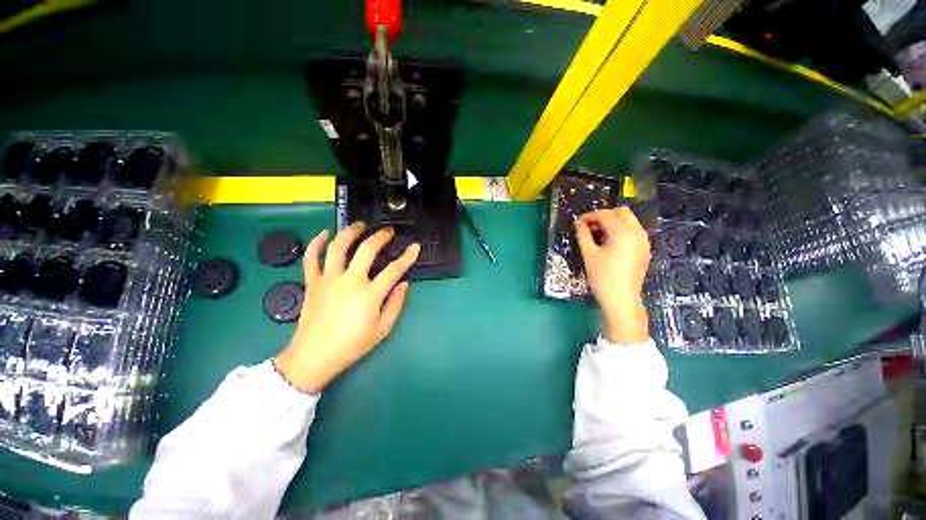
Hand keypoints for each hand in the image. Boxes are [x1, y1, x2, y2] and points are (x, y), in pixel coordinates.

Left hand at [274, 223, 419, 392]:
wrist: (314, 357)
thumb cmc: (352, 345)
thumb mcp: (382, 329)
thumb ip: (396, 304)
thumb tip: (404, 283)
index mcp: (369, 294)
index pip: (394, 269)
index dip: (408, 256)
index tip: (416, 246)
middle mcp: (349, 281)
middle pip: (366, 250)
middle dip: (380, 236)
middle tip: (388, 231)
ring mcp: (328, 279)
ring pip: (338, 247)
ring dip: (350, 232)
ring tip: (359, 225)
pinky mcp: (312, 282)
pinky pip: (311, 258)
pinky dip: (316, 243)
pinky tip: (324, 233)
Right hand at [575, 207, 649, 343]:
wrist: (622, 299)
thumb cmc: (603, 277)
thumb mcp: (589, 254)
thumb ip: (583, 235)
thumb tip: (578, 223)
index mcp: (623, 232)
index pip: (605, 215)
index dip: (590, 216)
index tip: (578, 223)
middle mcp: (637, 232)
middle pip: (622, 212)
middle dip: (604, 216)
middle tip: (589, 227)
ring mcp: (643, 241)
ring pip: (628, 221)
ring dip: (612, 223)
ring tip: (597, 235)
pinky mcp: (644, 249)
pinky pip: (632, 231)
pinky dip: (620, 231)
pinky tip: (608, 243)